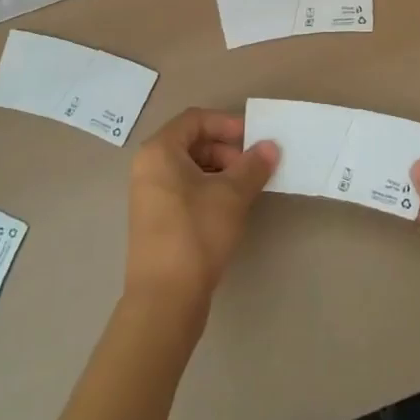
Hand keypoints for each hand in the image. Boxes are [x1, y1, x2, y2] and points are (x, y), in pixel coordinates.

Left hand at [123, 108, 275, 319]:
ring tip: (247, 190)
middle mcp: (149, 167)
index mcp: (159, 151)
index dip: (227, 124)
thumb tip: (270, 146)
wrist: (165, 300)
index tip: (254, 140)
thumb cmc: (196, 233)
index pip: (196, 119)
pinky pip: (185, 190)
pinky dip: (209, 190)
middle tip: (254, 169)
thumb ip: (253, 166)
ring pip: (190, 168)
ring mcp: (150, 195)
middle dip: (227, 150)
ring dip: (221, 171)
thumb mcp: (231, 195)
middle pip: (192, 142)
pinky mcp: (156, 220)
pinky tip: (230, 209)